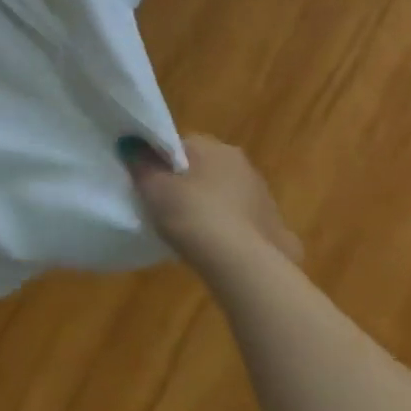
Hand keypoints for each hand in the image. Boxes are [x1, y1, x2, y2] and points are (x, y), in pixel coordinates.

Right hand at [119, 133, 302, 275]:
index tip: (151, 184)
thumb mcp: (153, 187)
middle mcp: (245, 166)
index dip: (163, 163)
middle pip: (207, 170)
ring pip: (229, 198)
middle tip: (169, 209)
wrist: (244, 267)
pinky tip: (222, 253)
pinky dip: (235, 234)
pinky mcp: (279, 232)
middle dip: (191, 185)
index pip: (182, 146)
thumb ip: (140, 163)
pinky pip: (247, 227)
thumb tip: (131, 143)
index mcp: (215, 148)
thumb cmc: (193, 215)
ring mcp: (266, 199)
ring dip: (215, 209)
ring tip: (194, 234)